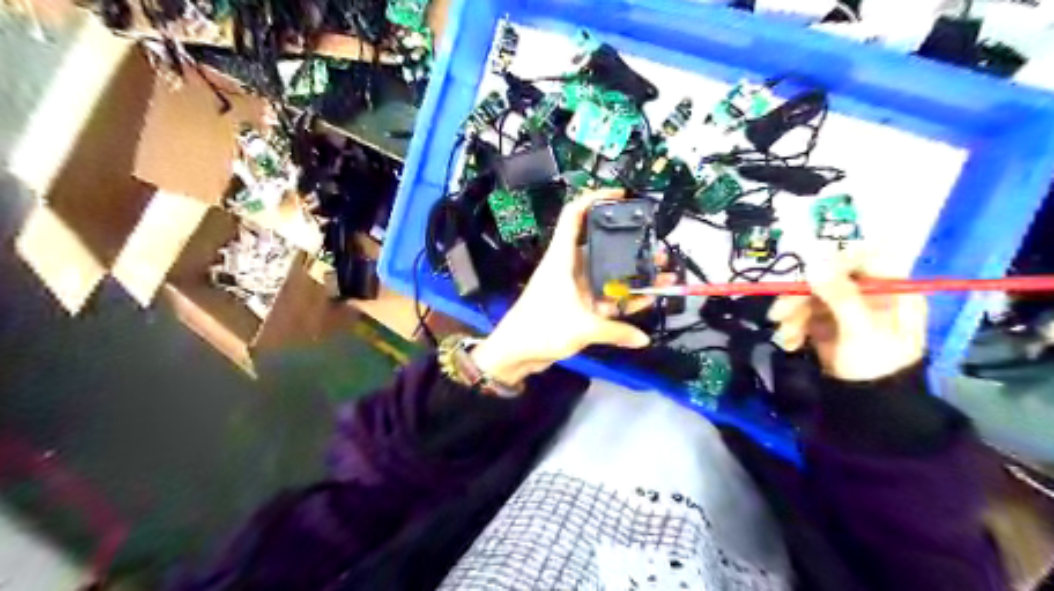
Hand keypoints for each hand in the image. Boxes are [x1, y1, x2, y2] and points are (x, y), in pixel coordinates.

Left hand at [475, 186, 669, 383]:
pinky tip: (645, 298)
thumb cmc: (541, 328)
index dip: (594, 198)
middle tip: (655, 246)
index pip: (574, 215)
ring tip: (660, 270)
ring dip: (630, 273)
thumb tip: (642, 338)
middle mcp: (569, 267)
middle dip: (628, 244)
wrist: (515, 353)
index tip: (620, 195)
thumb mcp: (582, 327)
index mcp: (562, 258)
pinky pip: (604, 297)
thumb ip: (615, 331)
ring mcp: (574, 286)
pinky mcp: (576, 305)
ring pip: (606, 273)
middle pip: (599, 245)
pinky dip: (622, 298)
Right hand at [768, 261, 927, 379]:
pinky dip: (792, 327)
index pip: (864, 257)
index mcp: (891, 290)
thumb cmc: (875, 366)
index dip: (835, 260)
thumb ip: (841, 294)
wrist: (867, 407)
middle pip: (828, 278)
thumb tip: (815, 260)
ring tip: (785, 337)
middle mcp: (867, 295)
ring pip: (809, 297)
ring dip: (791, 315)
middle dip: (800, 297)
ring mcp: (844, 310)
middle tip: (779, 313)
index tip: (808, 271)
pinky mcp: (825, 325)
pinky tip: (789, 343)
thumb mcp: (861, 330)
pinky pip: (802, 315)